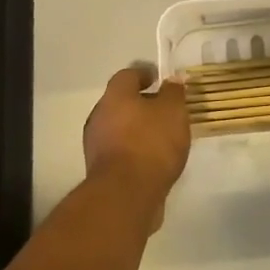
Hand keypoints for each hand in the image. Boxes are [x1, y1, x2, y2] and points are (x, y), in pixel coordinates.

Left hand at [83, 65, 191, 227]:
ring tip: (163, 138)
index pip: (127, 75)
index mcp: (115, 97)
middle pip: (121, 102)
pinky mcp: (100, 171)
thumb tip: (172, 80)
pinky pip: (120, 151)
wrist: (125, 196)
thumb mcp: (173, 111)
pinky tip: (153, 160)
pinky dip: (135, 151)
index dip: (144, 74)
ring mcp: (96, 146)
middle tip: (165, 110)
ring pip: (119, 128)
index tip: (159, 79)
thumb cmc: (151, 143)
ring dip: (138, 129)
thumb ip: (174, 92)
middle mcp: (100, 117)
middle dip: (141, 104)